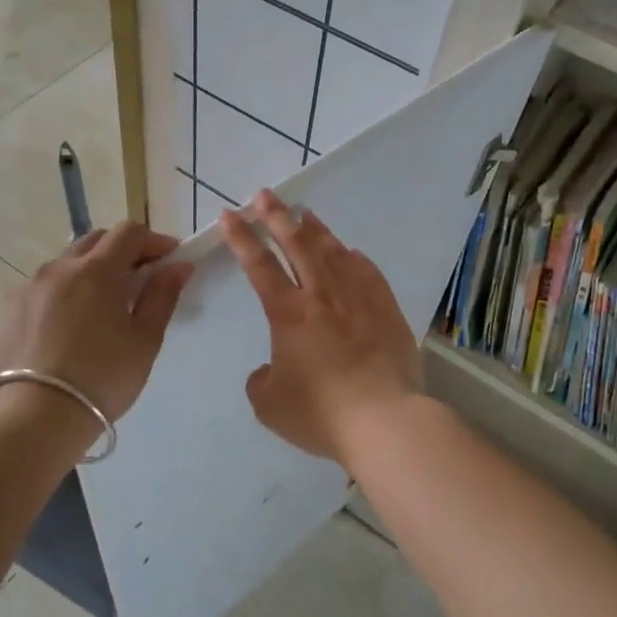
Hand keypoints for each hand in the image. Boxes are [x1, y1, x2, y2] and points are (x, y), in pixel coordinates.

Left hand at [0, 221, 194, 421]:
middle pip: (96, 240)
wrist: (38, 417)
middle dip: (121, 251)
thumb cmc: (103, 378)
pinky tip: (68, 325)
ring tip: (101, 306)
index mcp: (97, 270)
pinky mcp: (8, 309)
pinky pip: (42, 287)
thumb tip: (179, 266)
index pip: (129, 232)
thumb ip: (162, 296)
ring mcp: (28, 286)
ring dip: (89, 271)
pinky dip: (62, 293)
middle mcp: (59, 267)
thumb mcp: (144, 340)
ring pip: (66, 263)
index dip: (154, 241)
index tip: (169, 259)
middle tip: (139, 279)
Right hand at [219, 190, 421, 462]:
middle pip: (296, 243)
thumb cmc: (321, 413)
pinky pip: (368, 272)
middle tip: (265, 195)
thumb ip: (261, 380)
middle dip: (276, 216)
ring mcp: (358, 298)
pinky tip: (350, 252)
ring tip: (304, 213)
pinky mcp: (386, 309)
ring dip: (315, 229)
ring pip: (333, 251)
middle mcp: (321, 295)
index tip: (229, 214)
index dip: (241, 237)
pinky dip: (354, 258)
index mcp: (288, 313)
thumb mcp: (270, 404)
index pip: (258, 264)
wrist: (384, 420)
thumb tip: (270, 368)